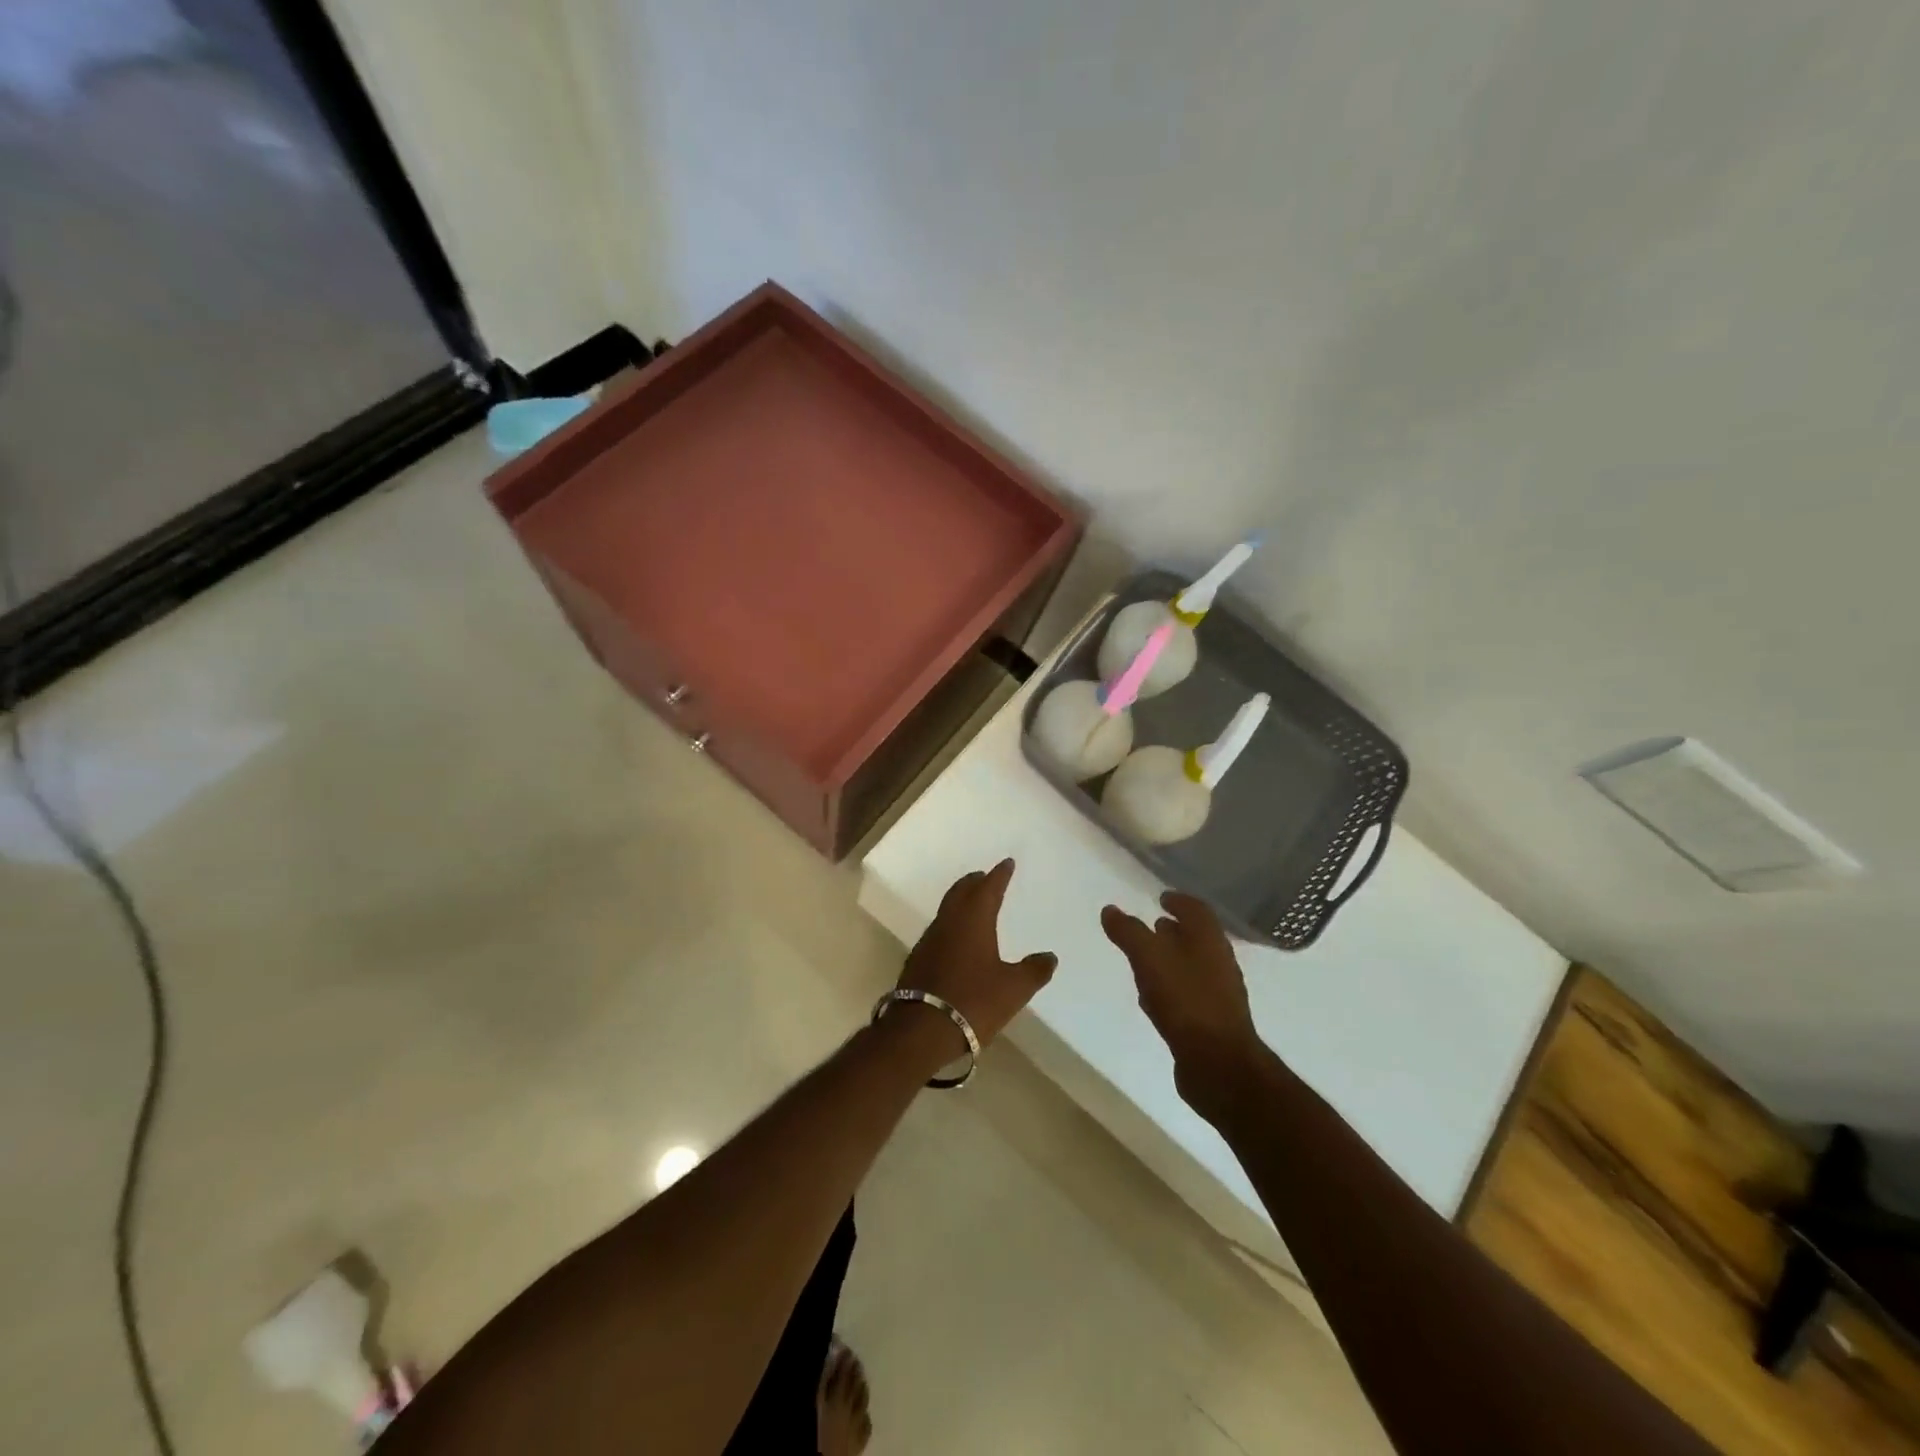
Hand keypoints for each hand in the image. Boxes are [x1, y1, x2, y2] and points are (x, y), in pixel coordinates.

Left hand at [897, 860, 1056, 1055]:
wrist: (921, 1030)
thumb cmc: (973, 1001)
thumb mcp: (1013, 989)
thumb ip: (1034, 971)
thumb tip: (1050, 956)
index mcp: (973, 920)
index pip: (988, 888)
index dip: (999, 875)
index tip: (1007, 863)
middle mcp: (949, 922)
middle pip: (961, 892)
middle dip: (975, 882)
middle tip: (985, 877)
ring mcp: (929, 941)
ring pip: (947, 910)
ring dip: (961, 901)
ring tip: (974, 904)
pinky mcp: (919, 960)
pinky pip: (939, 930)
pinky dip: (952, 924)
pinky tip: (957, 939)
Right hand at [1101, 891, 1267, 1118]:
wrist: (1219, 1065)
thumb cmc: (1185, 1000)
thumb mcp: (1149, 958)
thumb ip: (1128, 932)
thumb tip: (1110, 910)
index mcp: (1209, 940)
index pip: (1196, 910)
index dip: (1179, 901)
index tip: (1161, 898)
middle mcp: (1218, 962)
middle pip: (1196, 938)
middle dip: (1174, 930)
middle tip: (1150, 927)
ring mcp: (1217, 994)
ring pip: (1191, 967)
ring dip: (1170, 960)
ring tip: (1145, 960)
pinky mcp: (1210, 1022)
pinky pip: (1187, 995)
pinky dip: (1170, 988)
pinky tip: (1152, 999)